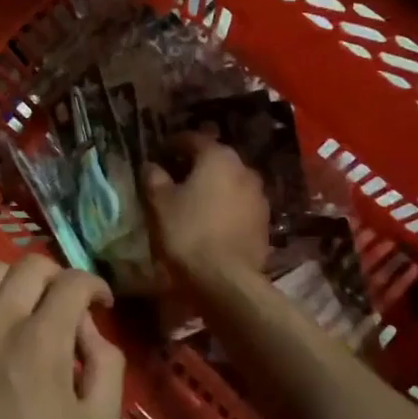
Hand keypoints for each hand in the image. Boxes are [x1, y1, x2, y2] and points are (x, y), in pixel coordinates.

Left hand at [0, 255, 125, 418]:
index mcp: (44, 340)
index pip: (74, 283)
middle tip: (62, 307)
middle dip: (58, 280)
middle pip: (33, 268)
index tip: (99, 305)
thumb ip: (107, 368)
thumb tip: (90, 330)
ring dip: (14, 279)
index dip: (94, 287)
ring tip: (20, 302)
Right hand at [141, 135, 271, 281]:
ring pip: (231, 182)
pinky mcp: (265, 222)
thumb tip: (152, 165)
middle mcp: (244, 169)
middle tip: (176, 177)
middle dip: (196, 165)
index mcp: (218, 157)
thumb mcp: (159, 203)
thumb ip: (154, 177)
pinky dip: (226, 207)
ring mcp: (259, 196)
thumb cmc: (187, 233)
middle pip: (216, 159)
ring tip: (194, 201)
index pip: (193, 139)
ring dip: (214, 187)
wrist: (226, 280)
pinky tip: (212, 221)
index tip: (159, 154)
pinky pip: (240, 205)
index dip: (173, 144)